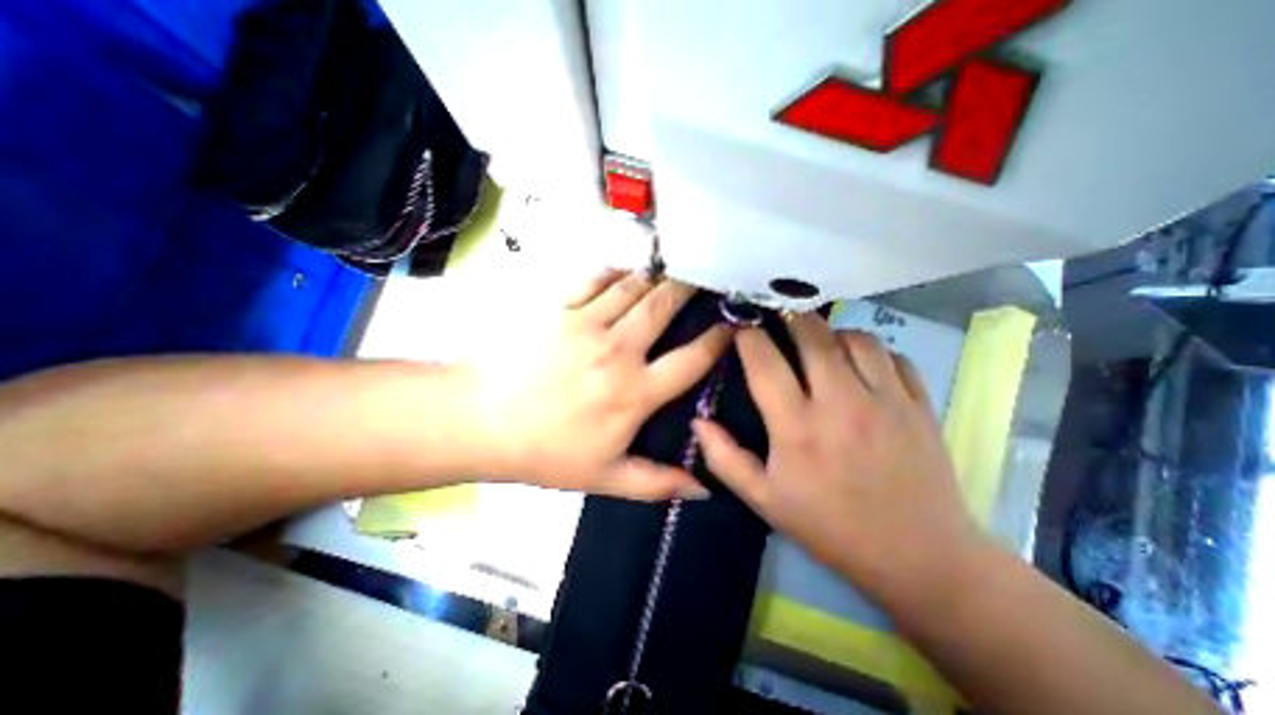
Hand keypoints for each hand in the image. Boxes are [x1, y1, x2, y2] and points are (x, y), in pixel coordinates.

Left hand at [465, 271, 732, 500]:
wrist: (482, 421)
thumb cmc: (546, 452)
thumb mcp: (605, 478)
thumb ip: (658, 483)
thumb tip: (703, 489)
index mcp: (634, 392)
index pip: (691, 359)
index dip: (717, 340)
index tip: (731, 326)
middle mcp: (617, 350)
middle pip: (664, 306)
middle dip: (690, 289)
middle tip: (704, 279)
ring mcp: (586, 322)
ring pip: (634, 286)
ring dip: (657, 277)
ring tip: (670, 273)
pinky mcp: (558, 308)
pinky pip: (595, 278)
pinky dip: (615, 272)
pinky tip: (625, 272)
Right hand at [696, 317, 982, 600]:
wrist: (917, 557)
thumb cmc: (829, 526)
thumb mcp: (764, 500)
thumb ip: (725, 459)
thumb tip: (698, 421)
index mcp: (797, 427)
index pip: (765, 362)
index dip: (748, 336)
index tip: (740, 327)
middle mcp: (841, 403)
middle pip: (812, 335)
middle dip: (789, 317)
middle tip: (777, 319)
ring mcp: (886, 400)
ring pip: (855, 338)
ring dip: (831, 333)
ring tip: (819, 344)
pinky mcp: (919, 405)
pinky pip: (894, 356)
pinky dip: (871, 350)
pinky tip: (860, 364)